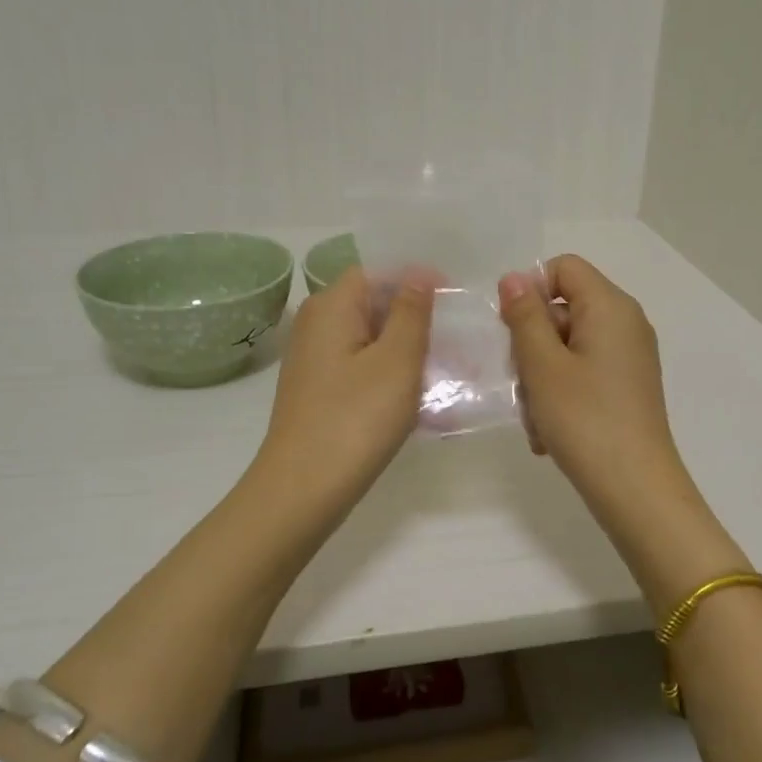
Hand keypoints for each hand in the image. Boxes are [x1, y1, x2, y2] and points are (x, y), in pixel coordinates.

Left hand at [256, 266, 433, 520]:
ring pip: (372, 338)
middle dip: (417, 318)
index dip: (418, 280)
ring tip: (449, 369)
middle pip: (375, 304)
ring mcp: (315, 358)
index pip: (379, 271)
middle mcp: (317, 323)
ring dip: (408, 349)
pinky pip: (362, 366)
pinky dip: (391, 373)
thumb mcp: (397, 360)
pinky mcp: (320, 389)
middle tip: (459, 340)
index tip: (455, 302)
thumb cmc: (356, 419)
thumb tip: (420, 273)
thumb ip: (412, 311)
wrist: (302, 490)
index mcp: (332, 305)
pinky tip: (419, 396)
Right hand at [500, 255, 693, 529]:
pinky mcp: (627, 386)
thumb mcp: (542, 365)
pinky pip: (583, 373)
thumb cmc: (584, 420)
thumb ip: (524, 316)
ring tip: (537, 420)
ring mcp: (629, 357)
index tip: (512, 331)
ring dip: (542, 378)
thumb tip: (514, 278)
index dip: (531, 291)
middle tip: (523, 384)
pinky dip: (561, 395)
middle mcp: (626, 323)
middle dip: (533, 345)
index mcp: (610, 306)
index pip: (563, 268)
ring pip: (567, 348)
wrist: (635, 490)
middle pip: (563, 310)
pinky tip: (550, 432)